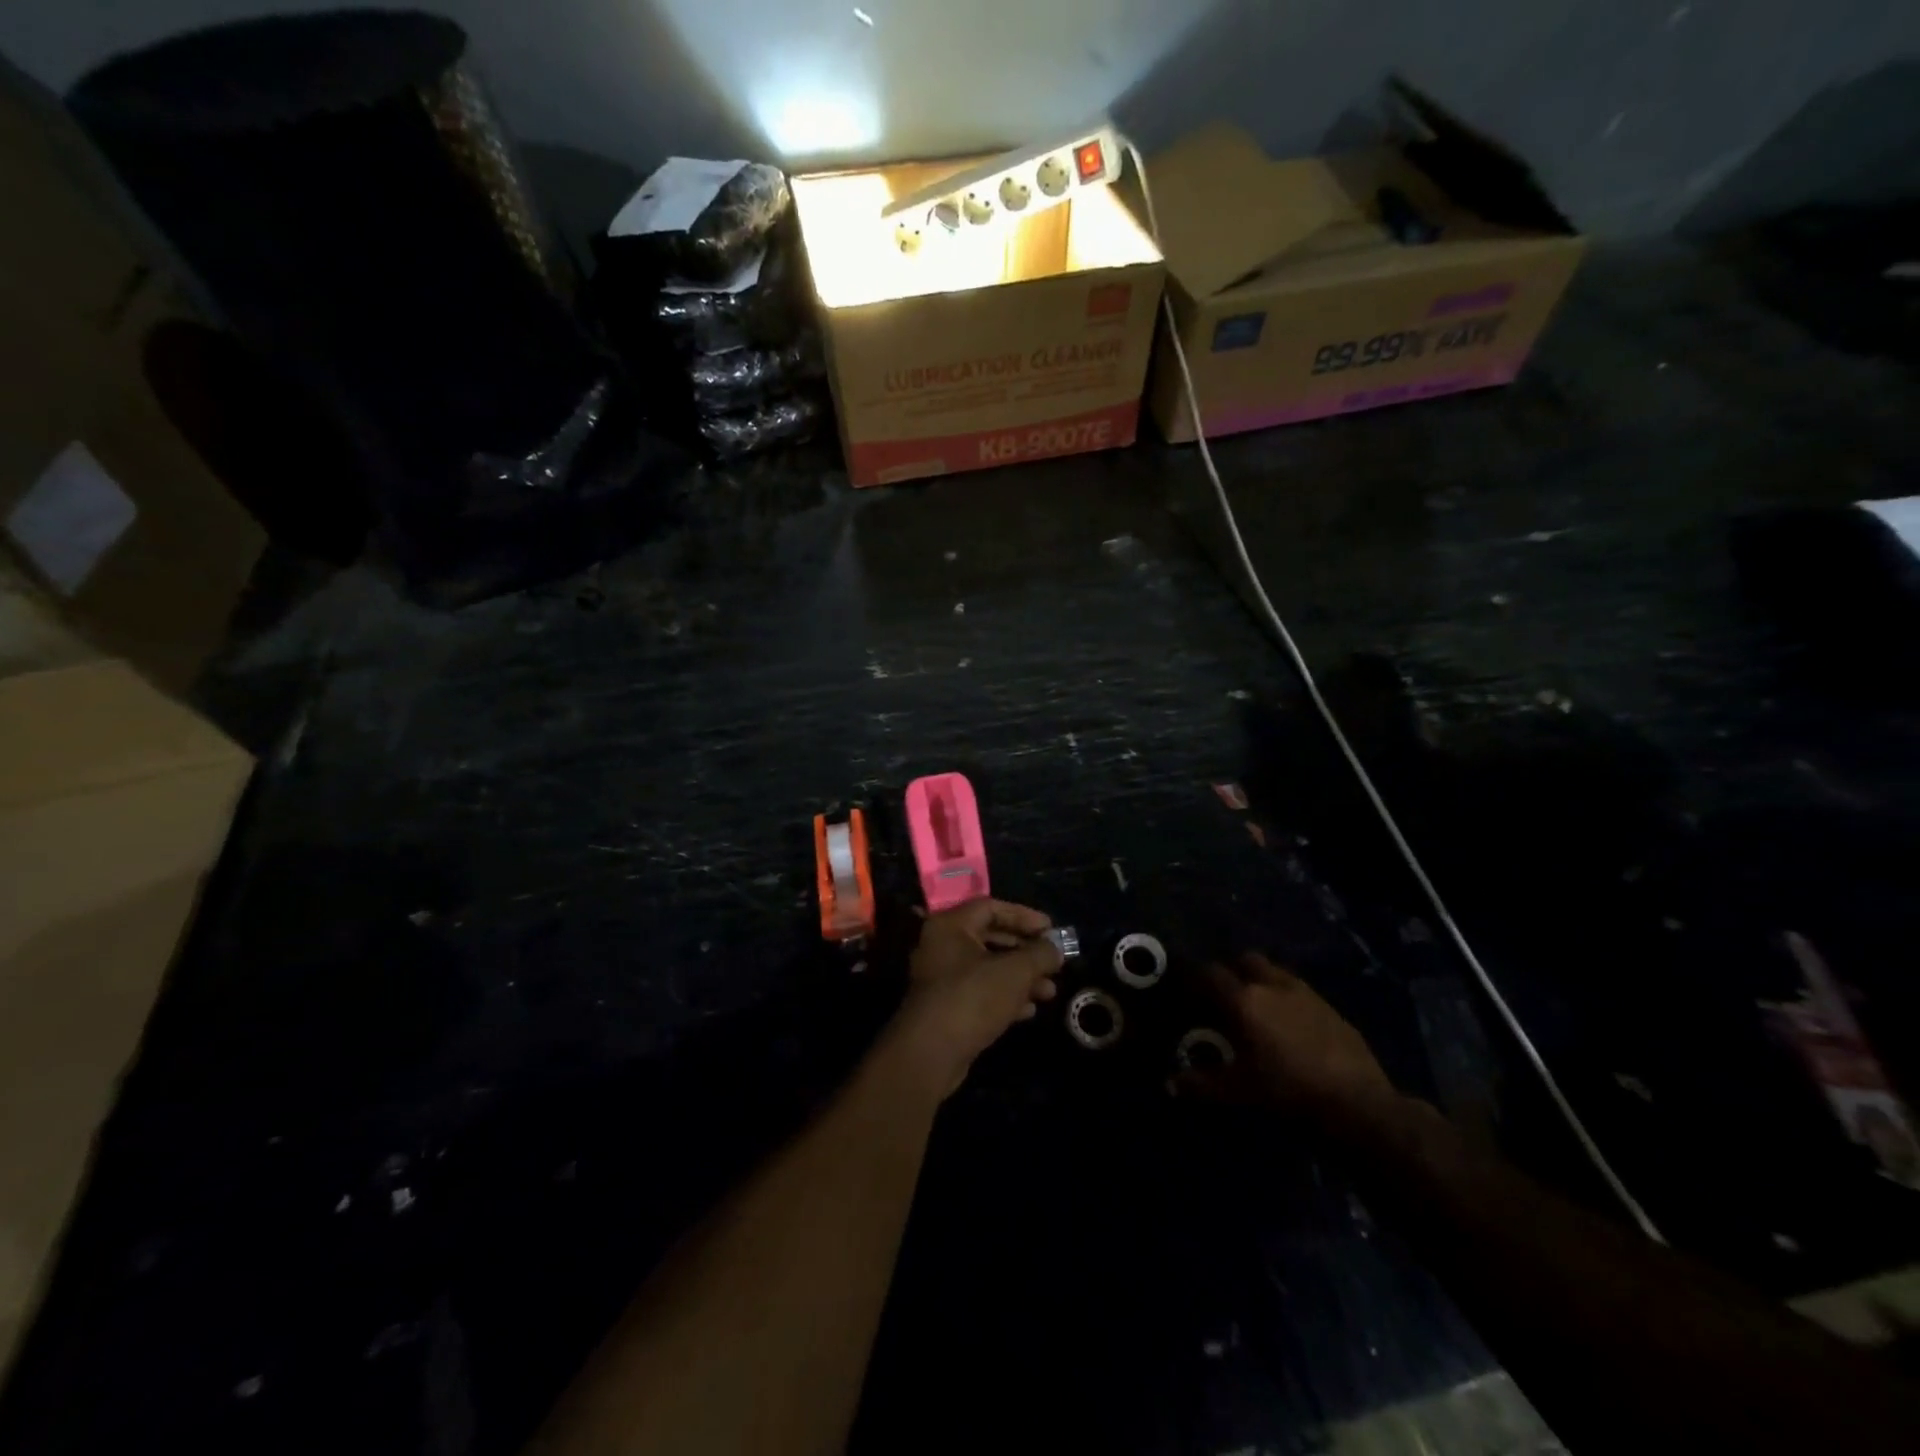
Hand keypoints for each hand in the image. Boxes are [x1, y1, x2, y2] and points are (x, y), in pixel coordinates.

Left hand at [885, 900, 1064, 1098]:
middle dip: (1026, 951)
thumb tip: (1055, 949)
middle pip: (991, 938)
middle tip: (1054, 962)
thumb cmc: (972, 998)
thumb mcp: (1015, 972)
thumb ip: (1040, 954)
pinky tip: (1029, 1010)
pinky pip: (980, 992)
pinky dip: (1005, 996)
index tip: (1051, 930)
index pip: (991, 907)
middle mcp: (942, 946)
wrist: (931, 1053)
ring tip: (1050, 991)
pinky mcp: (947, 1007)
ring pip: (988, 968)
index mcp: (950, 925)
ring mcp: (942, 978)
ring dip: (1021, 977)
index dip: (1024, 916)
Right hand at [1176, 954, 1395, 1124]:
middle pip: (1245, 960)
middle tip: (1224, 996)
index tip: (1188, 991)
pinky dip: (1288, 998)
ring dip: (1262, 980)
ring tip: (1258, 1007)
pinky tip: (1291, 1025)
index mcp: (1244, 1000)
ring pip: (1275, 971)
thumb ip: (1202, 1084)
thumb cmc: (1289, 1091)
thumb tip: (1169, 1084)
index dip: (1195, 978)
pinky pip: (1301, 991)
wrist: (1359, 1103)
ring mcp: (1306, 993)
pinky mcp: (1331, 1008)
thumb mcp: (1239, 1092)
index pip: (1210, 973)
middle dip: (1232, 970)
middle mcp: (1272, 985)